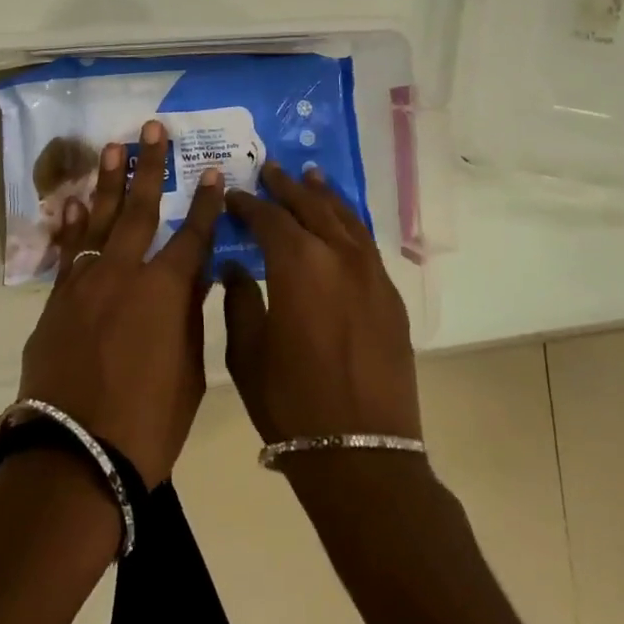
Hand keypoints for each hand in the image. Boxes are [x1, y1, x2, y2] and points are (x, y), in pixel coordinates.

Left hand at [16, 120, 224, 487]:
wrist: (76, 456)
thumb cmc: (148, 424)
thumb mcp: (188, 372)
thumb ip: (189, 317)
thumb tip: (196, 278)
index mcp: (165, 291)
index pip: (193, 235)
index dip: (206, 203)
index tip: (214, 173)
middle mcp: (123, 272)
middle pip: (141, 209)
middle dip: (150, 166)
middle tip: (153, 129)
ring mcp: (84, 282)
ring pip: (98, 219)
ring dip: (108, 181)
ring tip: (114, 147)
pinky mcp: (56, 299)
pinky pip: (68, 252)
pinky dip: (72, 225)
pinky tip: (73, 202)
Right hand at [222, 164, 421, 445]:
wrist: (362, 454)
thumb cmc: (291, 403)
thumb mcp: (246, 352)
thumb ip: (239, 300)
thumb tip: (235, 268)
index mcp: (298, 264)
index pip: (269, 219)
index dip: (248, 205)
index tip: (233, 196)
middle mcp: (338, 256)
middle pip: (310, 207)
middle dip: (287, 187)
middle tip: (270, 169)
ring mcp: (371, 275)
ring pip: (345, 219)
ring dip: (324, 197)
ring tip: (310, 177)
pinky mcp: (390, 297)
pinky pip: (365, 244)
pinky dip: (349, 224)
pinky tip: (340, 222)